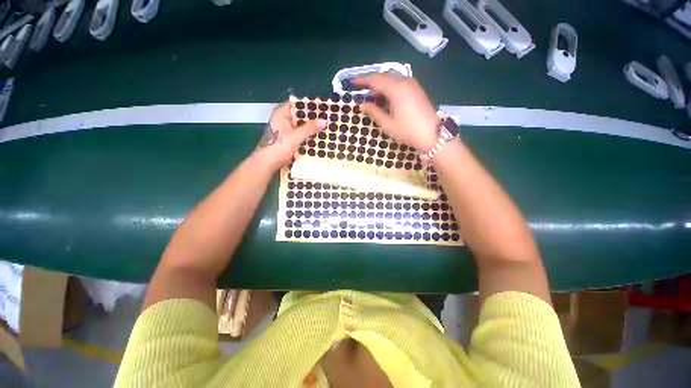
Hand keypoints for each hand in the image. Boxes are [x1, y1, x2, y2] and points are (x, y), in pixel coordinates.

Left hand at [254, 102, 325, 169]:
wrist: (269, 163)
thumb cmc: (278, 146)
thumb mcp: (296, 136)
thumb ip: (310, 128)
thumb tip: (325, 121)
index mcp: (282, 113)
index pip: (297, 104)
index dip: (309, 105)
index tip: (323, 107)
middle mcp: (284, 119)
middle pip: (301, 116)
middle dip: (313, 118)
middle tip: (327, 118)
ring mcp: (287, 130)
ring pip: (302, 126)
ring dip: (312, 128)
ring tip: (326, 127)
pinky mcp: (290, 139)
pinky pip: (302, 135)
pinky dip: (309, 136)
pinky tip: (319, 137)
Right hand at [354, 74, 438, 150]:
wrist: (432, 134)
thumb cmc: (407, 130)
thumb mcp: (387, 124)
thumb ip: (373, 112)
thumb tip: (362, 105)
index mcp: (395, 88)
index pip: (375, 80)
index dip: (363, 80)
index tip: (352, 83)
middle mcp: (404, 81)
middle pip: (384, 76)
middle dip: (371, 82)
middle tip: (361, 90)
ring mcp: (412, 84)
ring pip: (392, 78)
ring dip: (381, 84)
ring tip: (373, 96)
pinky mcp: (417, 89)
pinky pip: (399, 82)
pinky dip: (390, 87)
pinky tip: (386, 97)